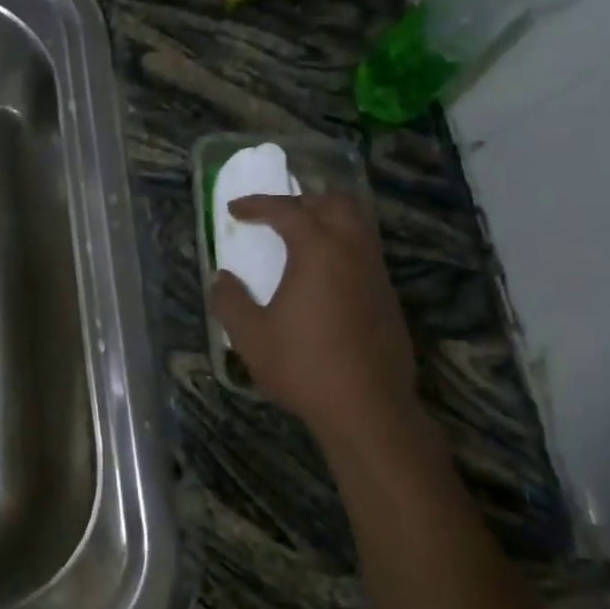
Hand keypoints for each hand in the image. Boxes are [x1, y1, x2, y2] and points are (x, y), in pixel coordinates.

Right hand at [210, 191, 418, 452]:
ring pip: (358, 225)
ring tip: (299, 238)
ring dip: (327, 221)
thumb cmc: (303, 366)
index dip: (258, 205)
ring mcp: (376, 274)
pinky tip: (322, 276)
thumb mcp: (250, 336)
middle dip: (302, 200)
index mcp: (318, 251)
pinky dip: (341, 247)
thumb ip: (230, 301)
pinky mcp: (388, 298)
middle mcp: (353, 252)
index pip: (287, 210)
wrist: (367, 408)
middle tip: (275, 215)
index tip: (233, 210)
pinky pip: (365, 253)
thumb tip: (222, 279)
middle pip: (335, 203)